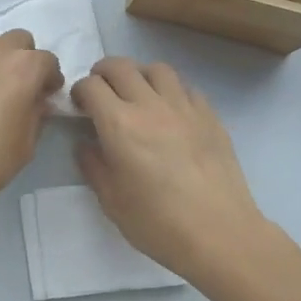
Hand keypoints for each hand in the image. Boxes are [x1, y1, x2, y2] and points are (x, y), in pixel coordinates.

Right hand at [72, 57, 267, 280]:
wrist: (220, 234)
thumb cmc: (158, 223)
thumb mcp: (112, 201)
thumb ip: (93, 166)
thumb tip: (86, 144)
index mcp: (120, 125)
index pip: (91, 86)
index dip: (80, 91)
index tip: (79, 107)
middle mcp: (151, 106)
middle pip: (121, 66)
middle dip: (103, 73)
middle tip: (100, 92)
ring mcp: (184, 107)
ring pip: (157, 69)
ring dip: (139, 75)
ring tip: (136, 94)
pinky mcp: (210, 116)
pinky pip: (185, 88)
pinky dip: (170, 90)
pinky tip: (170, 111)